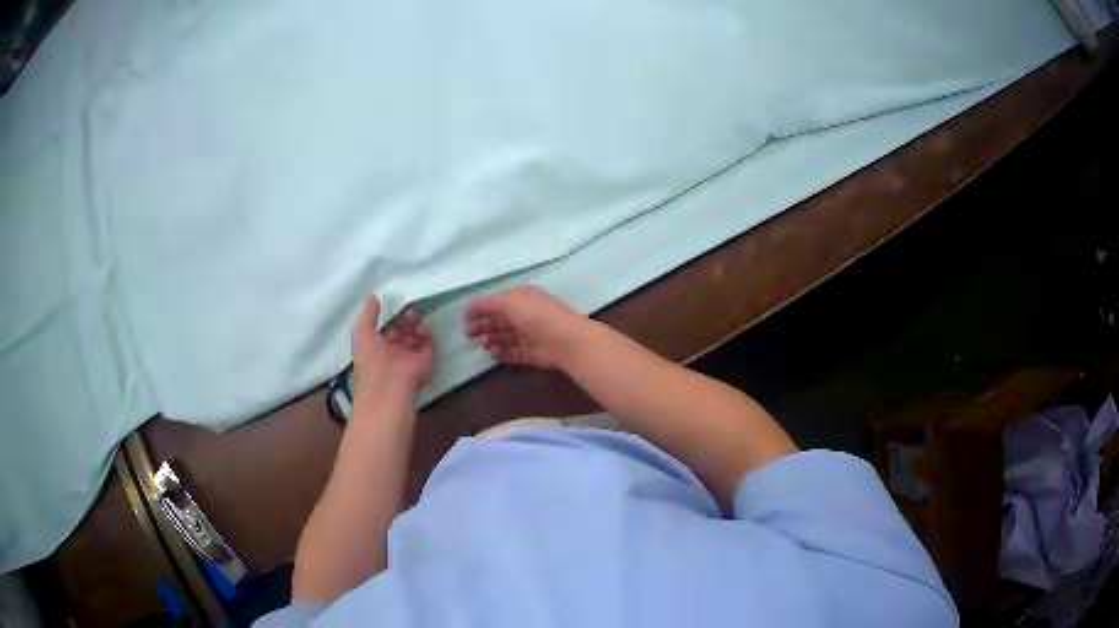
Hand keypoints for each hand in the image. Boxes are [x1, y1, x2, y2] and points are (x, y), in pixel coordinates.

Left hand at [352, 297, 434, 397]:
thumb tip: (374, 298)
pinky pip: (429, 345)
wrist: (388, 387)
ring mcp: (410, 358)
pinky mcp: (425, 362)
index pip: (388, 330)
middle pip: (404, 332)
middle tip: (411, 309)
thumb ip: (369, 315)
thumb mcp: (362, 333)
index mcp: (378, 348)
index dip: (392, 318)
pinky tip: (423, 328)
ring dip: (417, 325)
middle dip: (407, 319)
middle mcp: (395, 353)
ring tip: (416, 316)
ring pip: (417, 337)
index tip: (397, 305)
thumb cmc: (370, 360)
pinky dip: (427, 335)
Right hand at [465, 286, 588, 368]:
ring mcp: (528, 334)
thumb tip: (470, 308)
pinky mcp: (530, 353)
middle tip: (469, 335)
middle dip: (483, 326)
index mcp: (521, 298)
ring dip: (491, 339)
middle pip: (498, 320)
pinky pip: (511, 352)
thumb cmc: (537, 316)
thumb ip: (487, 304)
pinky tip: (493, 353)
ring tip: (484, 344)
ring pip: (503, 337)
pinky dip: (501, 353)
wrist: (566, 341)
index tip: (465, 320)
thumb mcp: (509, 302)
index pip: (495, 302)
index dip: (479, 310)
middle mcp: (524, 314)